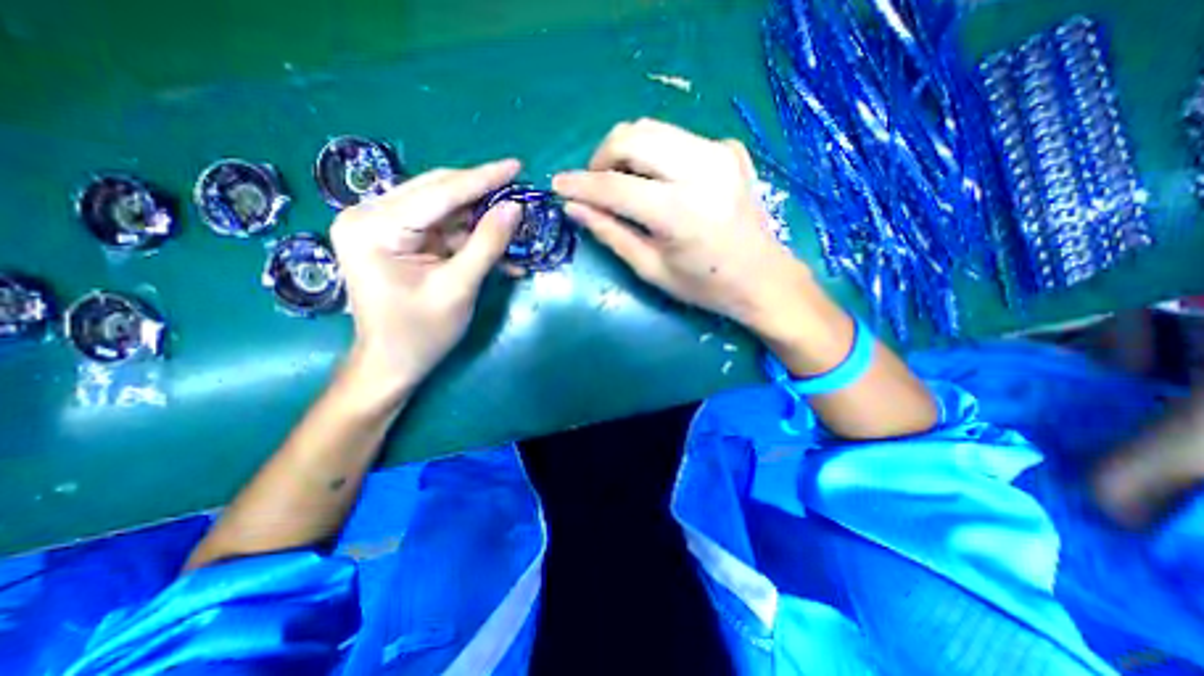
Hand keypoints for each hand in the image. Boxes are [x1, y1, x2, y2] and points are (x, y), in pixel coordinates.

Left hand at [327, 158, 520, 399]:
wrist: (391, 363)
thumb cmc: (420, 333)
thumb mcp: (458, 288)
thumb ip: (486, 244)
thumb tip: (515, 208)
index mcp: (374, 227)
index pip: (439, 193)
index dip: (482, 178)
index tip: (516, 165)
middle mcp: (369, 216)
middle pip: (437, 193)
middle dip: (481, 195)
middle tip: (519, 192)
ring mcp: (380, 226)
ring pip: (442, 209)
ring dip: (479, 218)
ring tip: (513, 223)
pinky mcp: (395, 239)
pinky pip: (440, 227)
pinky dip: (469, 236)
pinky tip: (495, 246)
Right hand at [555, 119, 807, 332]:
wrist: (762, 278)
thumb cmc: (705, 286)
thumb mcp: (651, 269)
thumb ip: (610, 233)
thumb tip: (574, 208)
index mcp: (679, 211)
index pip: (615, 185)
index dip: (581, 184)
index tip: (558, 185)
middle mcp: (701, 170)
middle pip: (632, 136)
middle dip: (602, 157)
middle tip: (596, 185)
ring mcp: (719, 153)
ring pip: (653, 128)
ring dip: (626, 150)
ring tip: (622, 181)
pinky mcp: (729, 149)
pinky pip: (677, 138)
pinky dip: (655, 154)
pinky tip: (659, 182)